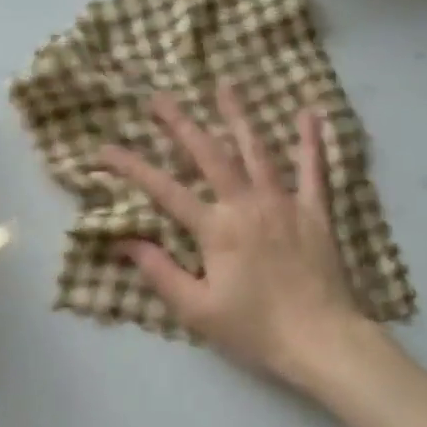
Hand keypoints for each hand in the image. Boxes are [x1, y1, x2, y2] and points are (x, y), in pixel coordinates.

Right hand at [100, 84, 379, 392]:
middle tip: (159, 97)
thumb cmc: (256, 330)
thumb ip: (160, 272)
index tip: (103, 149)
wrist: (322, 341)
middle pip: (209, 154)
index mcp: (216, 229)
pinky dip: (312, 141)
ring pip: (257, 150)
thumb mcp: (197, 310)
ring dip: (239, 115)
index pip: (163, 190)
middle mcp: (247, 204)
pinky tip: (310, 113)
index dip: (131, 167)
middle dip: (180, 123)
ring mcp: (284, 203)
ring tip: (225, 85)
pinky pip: (314, 169)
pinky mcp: (315, 211)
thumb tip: (124, 241)